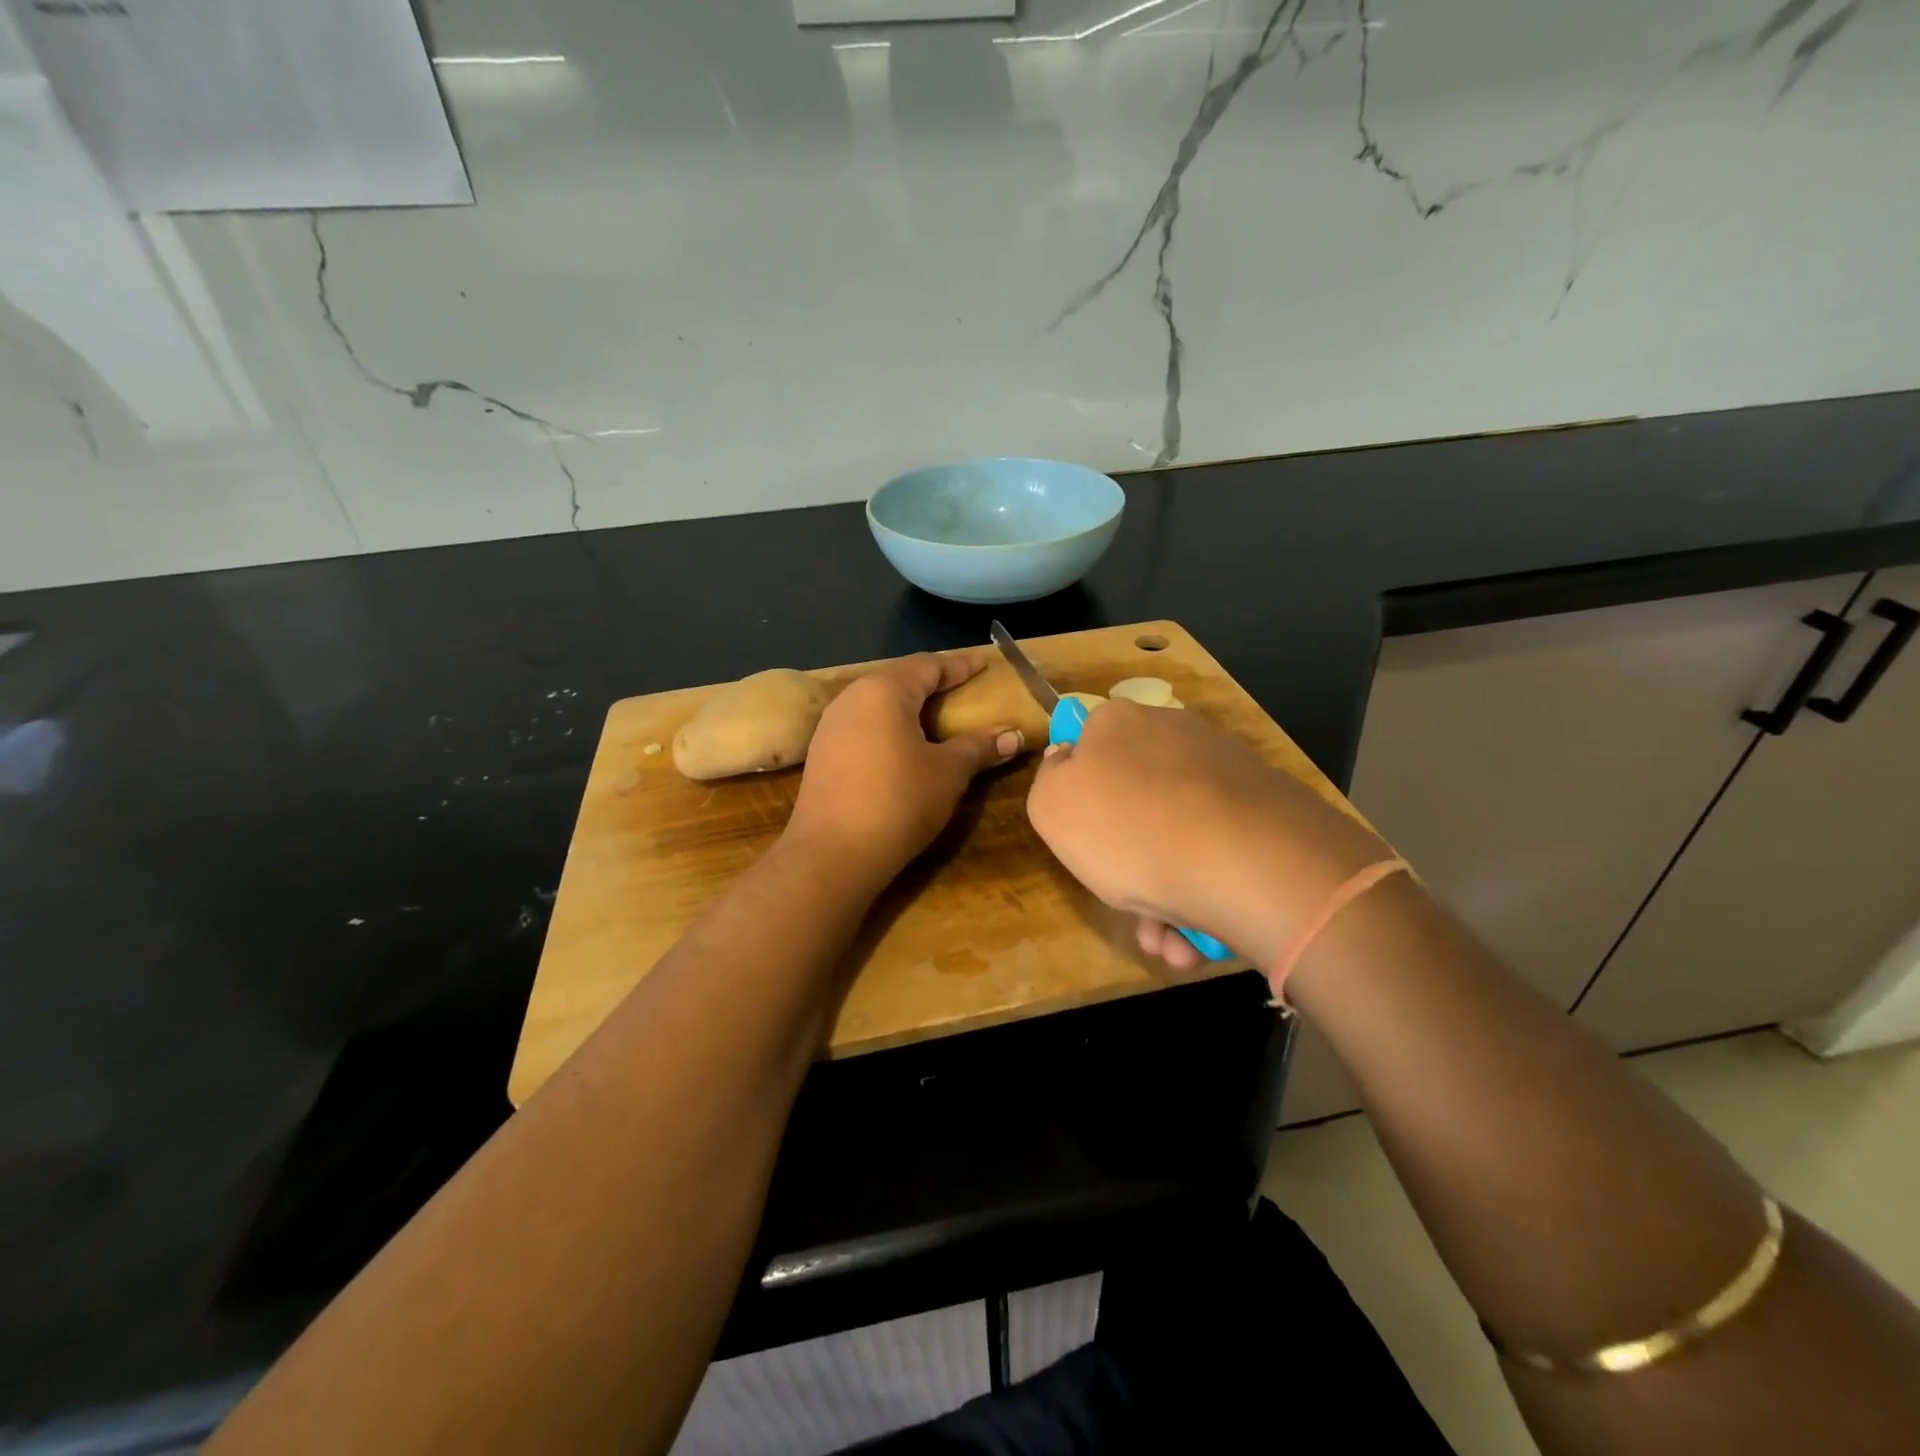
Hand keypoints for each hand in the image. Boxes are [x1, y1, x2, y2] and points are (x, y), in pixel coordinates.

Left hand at [784, 653, 1020, 885]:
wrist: (831, 855)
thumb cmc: (898, 802)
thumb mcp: (948, 773)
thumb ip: (979, 747)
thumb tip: (1013, 736)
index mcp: (883, 691)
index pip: (928, 666)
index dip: (960, 666)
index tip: (984, 664)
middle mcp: (852, 698)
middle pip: (900, 680)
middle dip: (933, 683)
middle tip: (964, 688)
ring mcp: (831, 726)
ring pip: (878, 704)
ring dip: (909, 707)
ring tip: (937, 717)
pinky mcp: (822, 754)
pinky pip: (864, 726)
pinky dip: (889, 728)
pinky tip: (904, 746)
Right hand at [1026, 701, 1389, 971]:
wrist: (1246, 862)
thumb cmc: (1129, 832)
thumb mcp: (1051, 807)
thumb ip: (1048, 781)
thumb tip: (1068, 763)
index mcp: (1119, 723)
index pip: (1085, 749)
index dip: (1078, 800)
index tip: (1083, 844)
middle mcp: (1174, 732)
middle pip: (1133, 801)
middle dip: (1125, 862)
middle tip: (1127, 908)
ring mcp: (1226, 768)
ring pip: (1176, 835)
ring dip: (1163, 893)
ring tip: (1169, 942)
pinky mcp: (1267, 807)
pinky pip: (1218, 849)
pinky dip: (1203, 891)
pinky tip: (1200, 937)